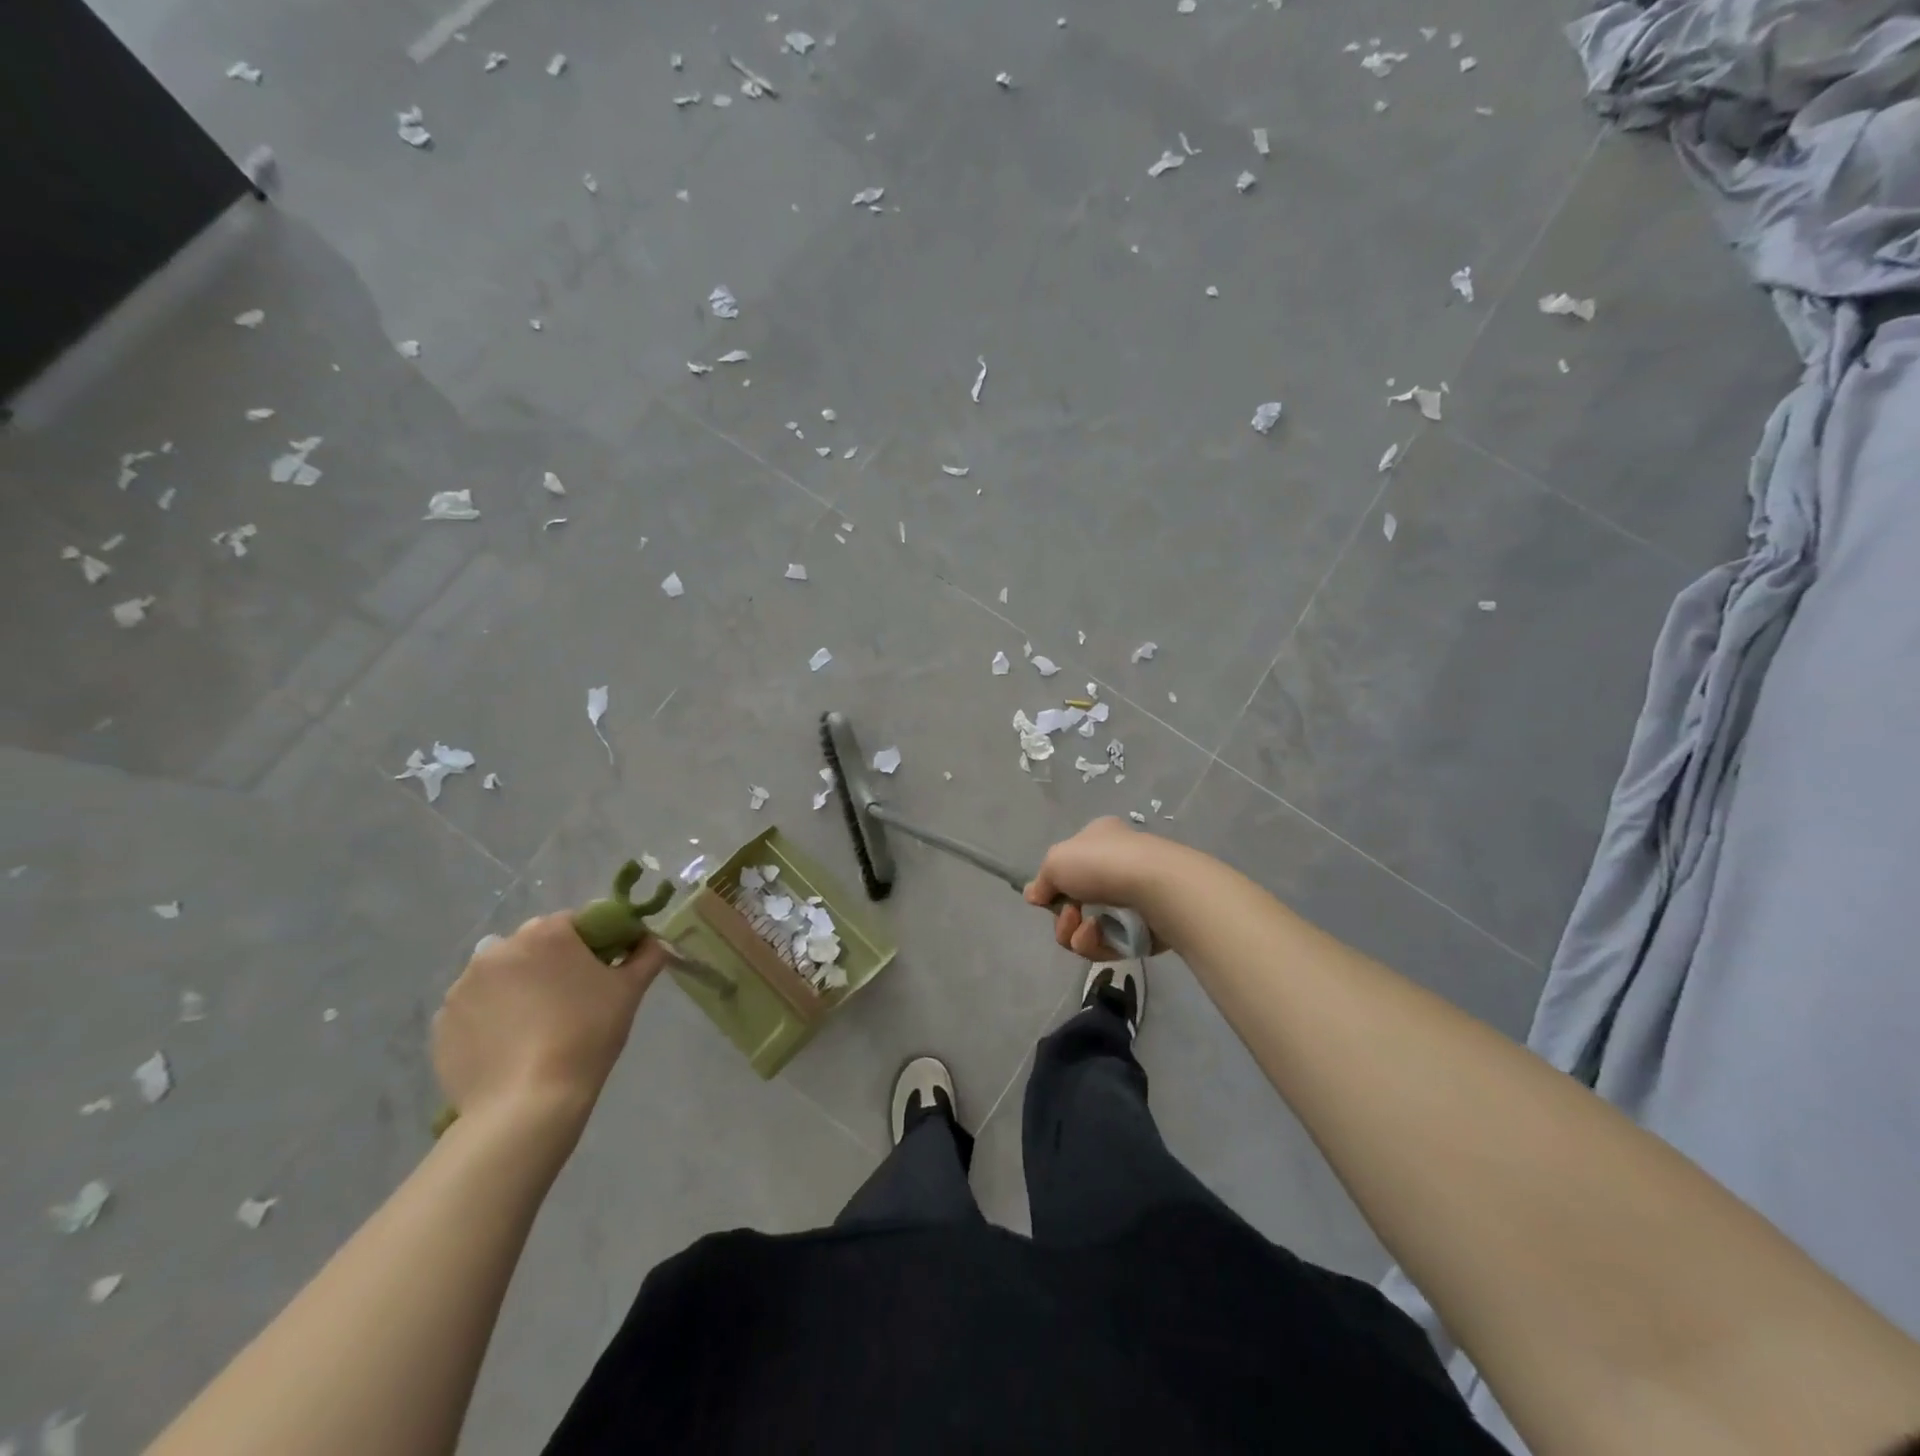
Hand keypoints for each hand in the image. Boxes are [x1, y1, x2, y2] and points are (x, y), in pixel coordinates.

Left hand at [432, 914, 667, 1131]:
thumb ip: (646, 955)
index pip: (575, 922)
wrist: (527, 1104)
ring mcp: (463, 986)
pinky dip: (492, 1018)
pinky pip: (476, 1008)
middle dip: (551, 964)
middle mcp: (498, 949)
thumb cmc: (587, 1035)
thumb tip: (652, 941)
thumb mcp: (629, 991)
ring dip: (518, 989)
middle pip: (534, 946)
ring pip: (501, 976)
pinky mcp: (442, 1023)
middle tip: (572, 1000)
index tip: (603, 972)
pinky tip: (511, 1046)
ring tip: (537, 1027)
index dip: (593, 944)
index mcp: (545, 933)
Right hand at [1025, 817, 1176, 959]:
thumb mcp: (1056, 861)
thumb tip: (1034, 895)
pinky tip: (1101, 937)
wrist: (1157, 888)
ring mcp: (1135, 898)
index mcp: (1100, 839)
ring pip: (1091, 927)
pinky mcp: (1146, 929)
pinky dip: (1099, 944)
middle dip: (1064, 917)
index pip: (1071, 863)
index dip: (1054, 884)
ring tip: (1087, 930)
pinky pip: (1111, 944)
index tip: (1045, 899)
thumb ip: (1042, 881)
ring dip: (1077, 933)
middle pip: (1077, 902)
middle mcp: (1119, 865)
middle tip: (1069, 916)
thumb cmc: (1102, 863)